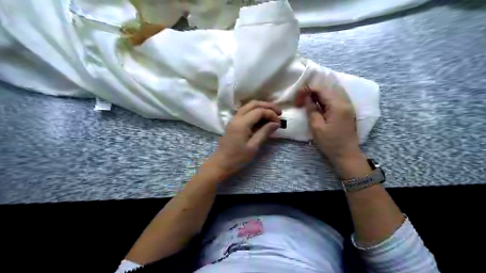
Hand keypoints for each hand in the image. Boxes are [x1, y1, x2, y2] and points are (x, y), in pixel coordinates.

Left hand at [207, 100, 281, 176]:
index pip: (259, 111)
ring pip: (249, 106)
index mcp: (242, 123)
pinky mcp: (234, 123)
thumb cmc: (238, 158)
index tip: (279, 123)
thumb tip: (276, 123)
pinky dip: (255, 112)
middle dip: (268, 106)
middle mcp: (237, 117)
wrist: (221, 164)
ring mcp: (234, 119)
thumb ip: (265, 132)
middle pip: (253, 104)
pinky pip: (245, 112)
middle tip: (279, 112)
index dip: (271, 114)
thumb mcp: (253, 146)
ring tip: (273, 114)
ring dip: (261, 107)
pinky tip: (263, 118)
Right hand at [295, 80, 361, 167]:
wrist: (346, 154)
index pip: (320, 88)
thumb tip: (307, 97)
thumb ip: (311, 109)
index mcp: (337, 105)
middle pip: (326, 87)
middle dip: (311, 91)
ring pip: (331, 91)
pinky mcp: (347, 109)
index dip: (306, 90)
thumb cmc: (330, 142)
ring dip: (318, 93)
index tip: (297, 100)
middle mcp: (345, 101)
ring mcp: (348, 104)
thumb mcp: (316, 127)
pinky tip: (318, 103)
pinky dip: (325, 97)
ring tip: (308, 101)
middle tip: (301, 100)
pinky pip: (335, 97)